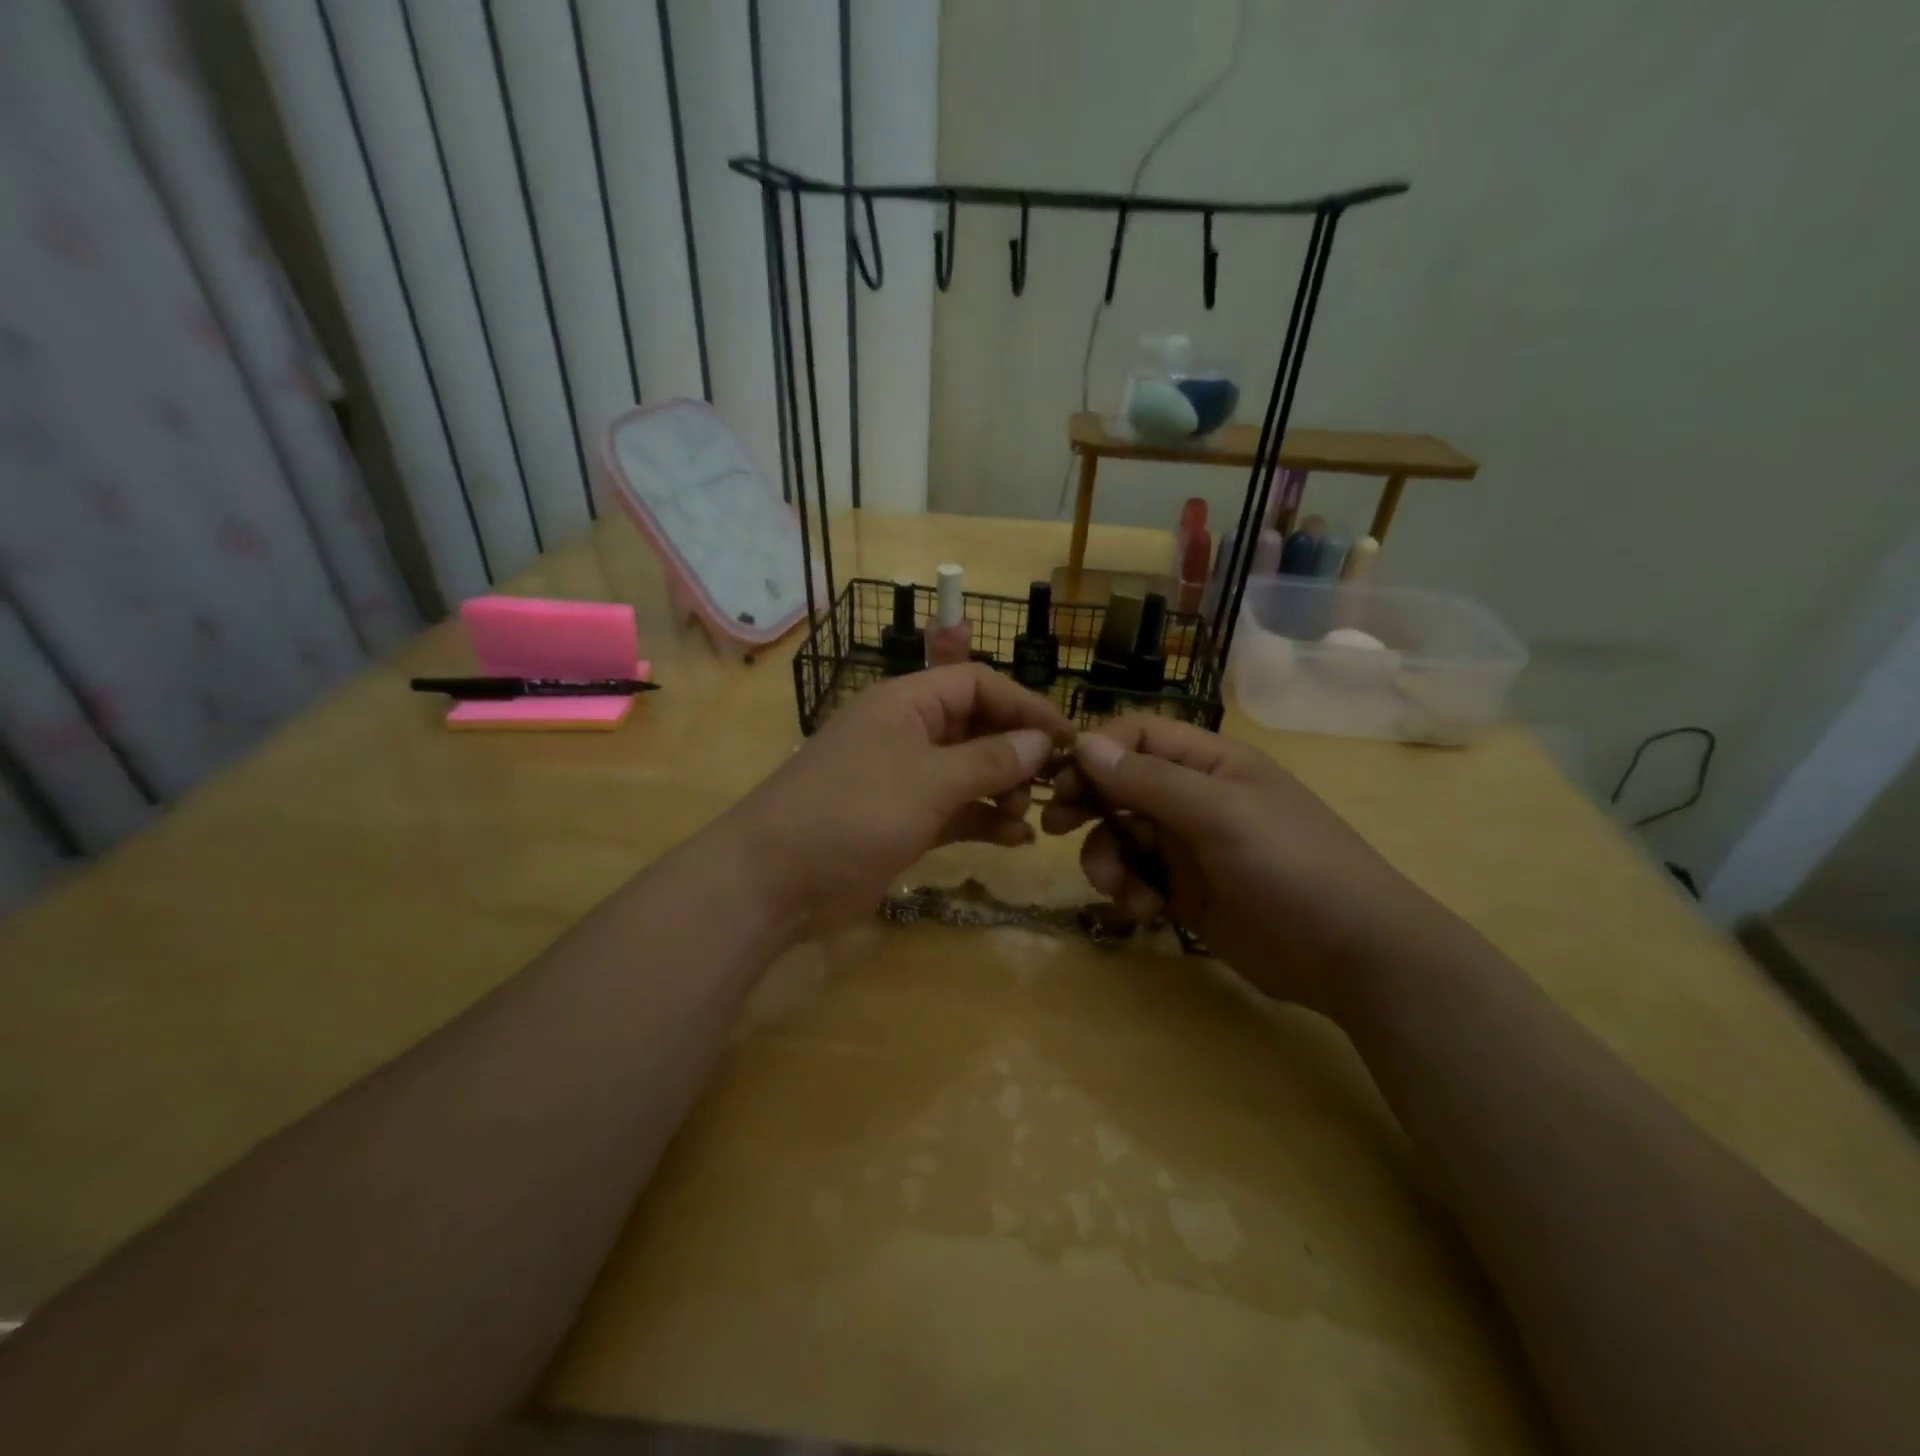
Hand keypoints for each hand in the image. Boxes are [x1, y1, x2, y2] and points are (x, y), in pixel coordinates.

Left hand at [728, 665, 1071, 932]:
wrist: (775, 880)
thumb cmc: (852, 811)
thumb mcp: (927, 780)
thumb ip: (989, 760)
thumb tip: (1042, 741)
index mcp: (907, 704)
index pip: (977, 684)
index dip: (1024, 705)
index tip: (1066, 737)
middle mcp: (909, 734)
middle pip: (977, 728)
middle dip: (1017, 752)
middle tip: (1053, 786)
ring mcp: (905, 780)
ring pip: (970, 772)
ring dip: (1005, 790)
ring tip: (1030, 816)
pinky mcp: (904, 822)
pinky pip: (957, 812)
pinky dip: (985, 821)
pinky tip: (1017, 840)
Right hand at [1040, 716, 1435, 1015]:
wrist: (1353, 955)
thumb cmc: (1293, 864)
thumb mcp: (1221, 814)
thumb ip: (1150, 780)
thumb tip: (1083, 743)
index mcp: (1208, 763)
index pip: (1138, 735)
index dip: (1096, 750)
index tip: (1061, 777)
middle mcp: (1192, 797)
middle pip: (1119, 785)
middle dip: (1087, 803)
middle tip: (1052, 826)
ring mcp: (1187, 846)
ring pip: (1120, 835)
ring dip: (1105, 858)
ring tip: (1116, 887)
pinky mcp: (1183, 892)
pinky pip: (1136, 878)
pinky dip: (1128, 891)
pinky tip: (1143, 910)